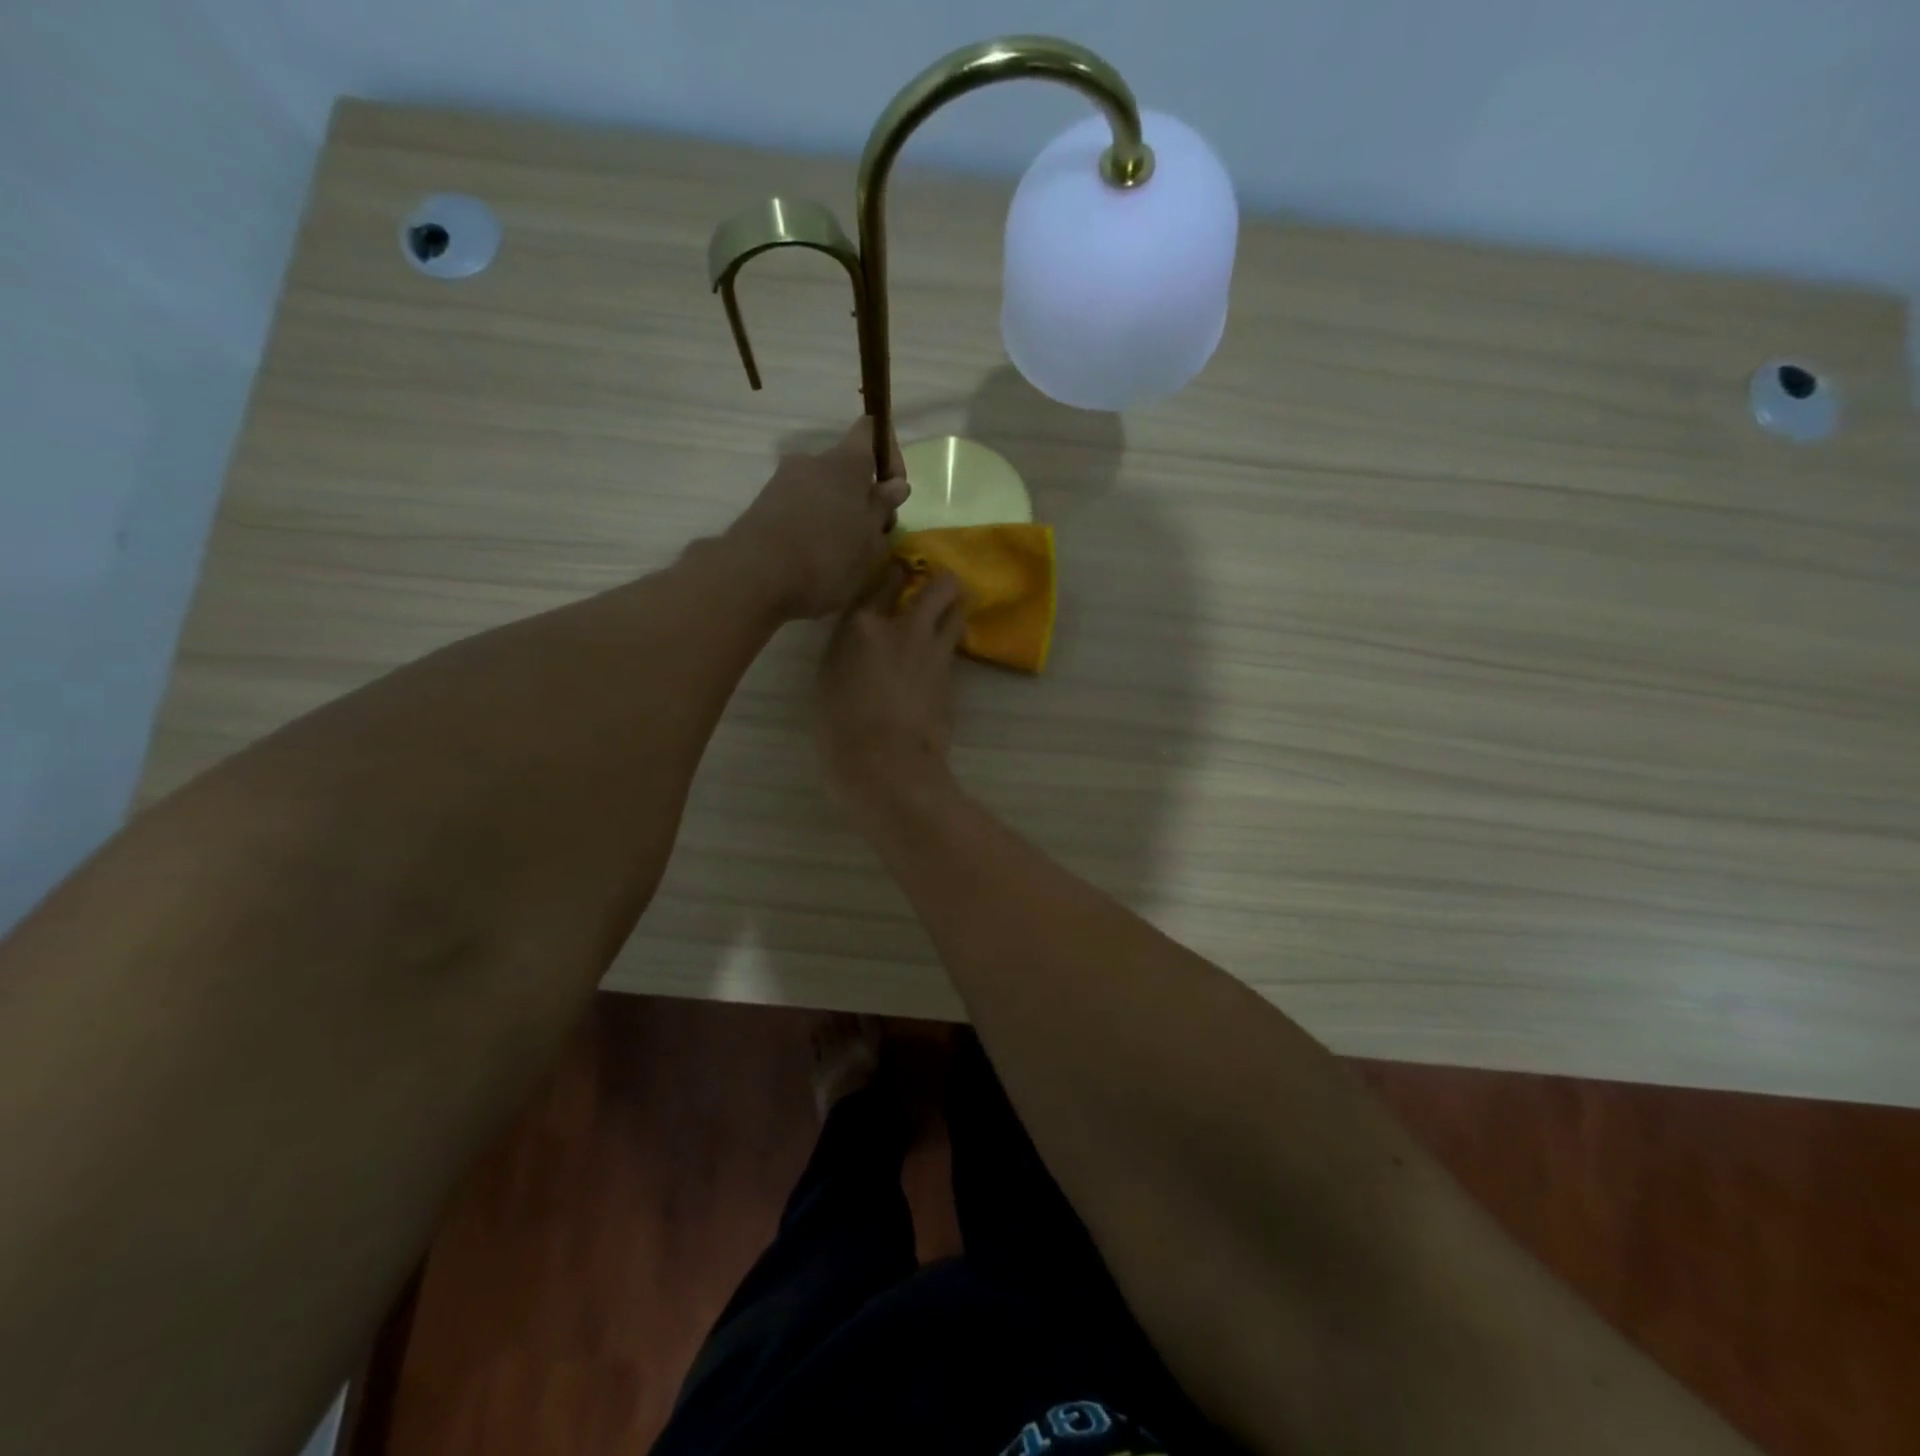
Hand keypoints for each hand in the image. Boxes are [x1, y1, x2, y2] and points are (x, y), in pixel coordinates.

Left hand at [726, 418, 910, 619]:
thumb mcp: (870, 542)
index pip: (871, 431)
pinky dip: (813, 526)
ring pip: (823, 491)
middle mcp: (811, 461)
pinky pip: (800, 508)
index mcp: (845, 462)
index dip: (889, 456)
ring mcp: (783, 482)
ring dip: (838, 514)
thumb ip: (883, 510)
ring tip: (843, 554)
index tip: (895, 493)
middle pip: (846, 469)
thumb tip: (895, 485)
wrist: (755, 577)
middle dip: (863, 496)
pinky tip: (815, 559)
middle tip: (872, 536)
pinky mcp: (764, 507)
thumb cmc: (827, 557)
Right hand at [818, 565, 965, 814]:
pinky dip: (950, 647)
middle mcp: (902, 627)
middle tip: (936, 592)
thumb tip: (869, 642)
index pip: (884, 579)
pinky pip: (955, 648)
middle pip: (939, 584)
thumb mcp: (831, 677)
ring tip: (946, 620)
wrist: (883, 762)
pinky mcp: (952, 676)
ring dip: (954, 611)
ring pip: (958, 612)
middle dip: (942, 583)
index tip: (900, 573)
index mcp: (860, 625)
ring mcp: (934, 650)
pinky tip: (940, 659)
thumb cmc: (840, 727)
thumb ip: (852, 649)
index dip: (896, 573)